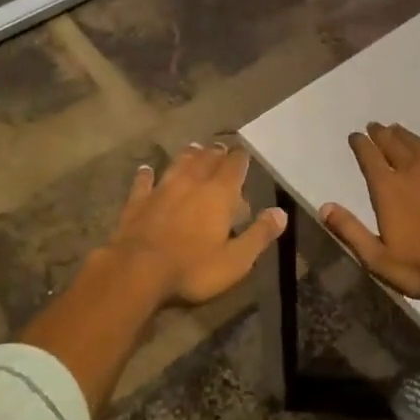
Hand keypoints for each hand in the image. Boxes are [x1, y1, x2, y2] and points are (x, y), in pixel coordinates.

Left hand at [105, 143, 286, 306]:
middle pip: (206, 160)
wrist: (137, 271)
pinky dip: (147, 174)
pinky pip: (144, 182)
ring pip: (178, 164)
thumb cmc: (193, 268)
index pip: (234, 166)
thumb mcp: (236, 260)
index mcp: (219, 194)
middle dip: (215, 153)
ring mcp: (162, 189)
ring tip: (194, 148)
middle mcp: (191, 183)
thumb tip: (281, 213)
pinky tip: (146, 169)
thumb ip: (259, 235)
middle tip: (220, 148)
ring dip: (188, 156)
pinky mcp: (138, 202)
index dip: (240, 158)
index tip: (243, 152)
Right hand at [321, 123, 419, 301]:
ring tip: (396, 130)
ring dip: (404, 135)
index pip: (370, 157)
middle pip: (393, 143)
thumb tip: (324, 207)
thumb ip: (350, 231)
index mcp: (388, 189)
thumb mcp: (378, 258)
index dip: (360, 144)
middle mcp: (412, 171)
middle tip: (374, 126)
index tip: (355, 136)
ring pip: (417, 144)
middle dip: (380, 133)